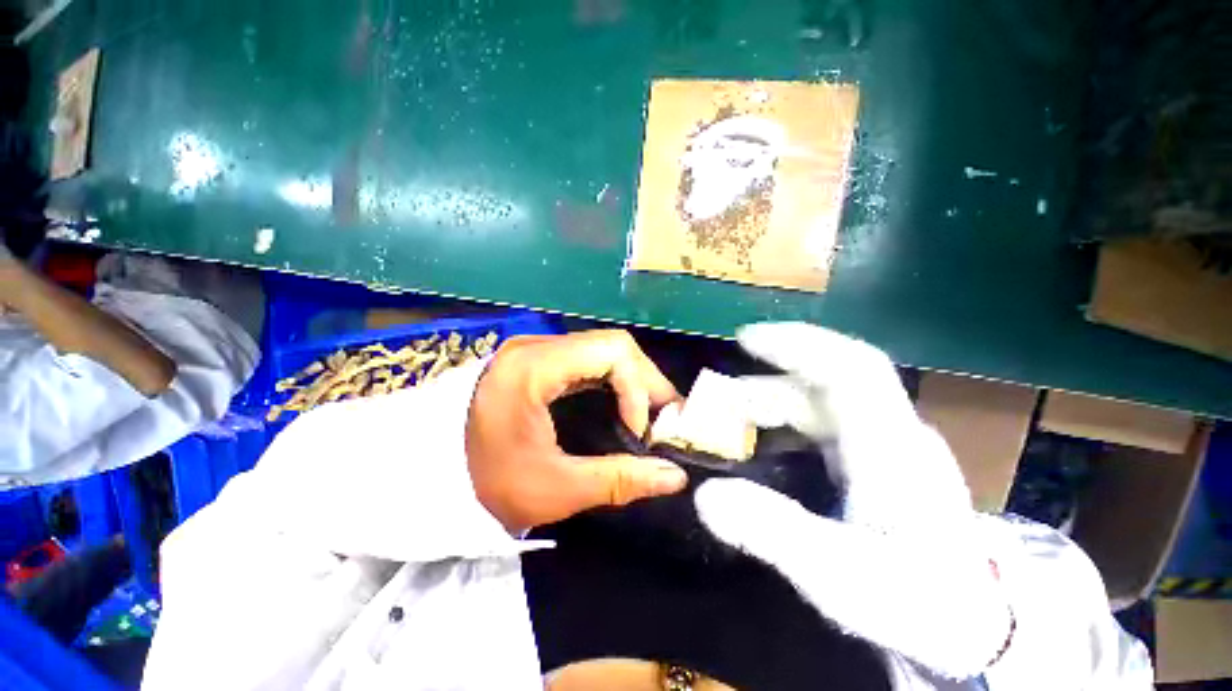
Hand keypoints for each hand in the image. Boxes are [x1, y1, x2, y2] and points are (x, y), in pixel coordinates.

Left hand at [466, 330, 687, 531]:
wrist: (429, 477)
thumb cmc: (482, 486)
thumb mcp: (554, 489)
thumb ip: (619, 480)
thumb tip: (675, 476)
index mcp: (533, 367)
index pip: (611, 351)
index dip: (639, 388)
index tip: (640, 432)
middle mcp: (536, 346)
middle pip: (612, 345)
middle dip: (645, 381)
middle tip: (661, 419)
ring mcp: (536, 350)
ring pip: (604, 349)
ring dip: (633, 379)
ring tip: (649, 413)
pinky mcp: (538, 361)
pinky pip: (589, 360)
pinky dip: (614, 380)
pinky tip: (622, 405)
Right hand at [694, 323, 1010, 677]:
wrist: (973, 624)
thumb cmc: (916, 601)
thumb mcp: (841, 575)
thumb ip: (773, 531)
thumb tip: (705, 495)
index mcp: (890, 446)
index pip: (849, 367)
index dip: (797, 342)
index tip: (746, 338)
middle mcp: (891, 432)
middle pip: (829, 379)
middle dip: (771, 377)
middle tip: (723, 395)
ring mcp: (888, 444)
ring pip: (826, 398)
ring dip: (776, 397)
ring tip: (736, 414)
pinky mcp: (880, 460)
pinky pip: (828, 418)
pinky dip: (790, 415)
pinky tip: (769, 434)